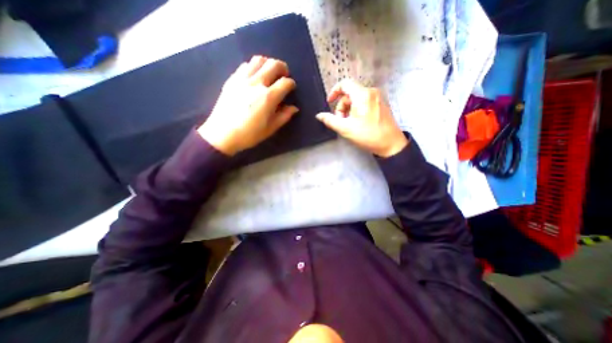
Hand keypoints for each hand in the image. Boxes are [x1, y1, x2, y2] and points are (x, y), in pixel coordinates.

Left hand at [199, 55, 298, 154]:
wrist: (222, 134)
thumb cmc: (249, 134)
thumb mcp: (270, 129)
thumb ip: (284, 116)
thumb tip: (294, 108)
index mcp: (268, 97)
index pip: (285, 82)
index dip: (291, 83)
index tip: (291, 88)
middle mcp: (257, 83)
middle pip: (273, 65)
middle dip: (282, 67)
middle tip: (284, 74)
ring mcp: (242, 79)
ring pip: (258, 60)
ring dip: (268, 63)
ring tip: (270, 72)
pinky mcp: (232, 79)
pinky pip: (245, 65)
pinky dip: (253, 67)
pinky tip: (254, 76)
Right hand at [316, 78, 405, 156]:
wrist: (391, 144)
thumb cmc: (368, 135)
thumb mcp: (346, 129)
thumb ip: (330, 120)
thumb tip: (319, 115)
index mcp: (362, 95)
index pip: (344, 84)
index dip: (334, 92)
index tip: (329, 102)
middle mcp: (371, 92)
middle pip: (349, 94)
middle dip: (342, 107)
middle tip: (341, 121)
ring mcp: (377, 98)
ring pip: (356, 99)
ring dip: (349, 110)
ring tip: (350, 124)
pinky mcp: (380, 104)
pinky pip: (364, 102)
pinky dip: (357, 110)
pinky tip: (358, 123)